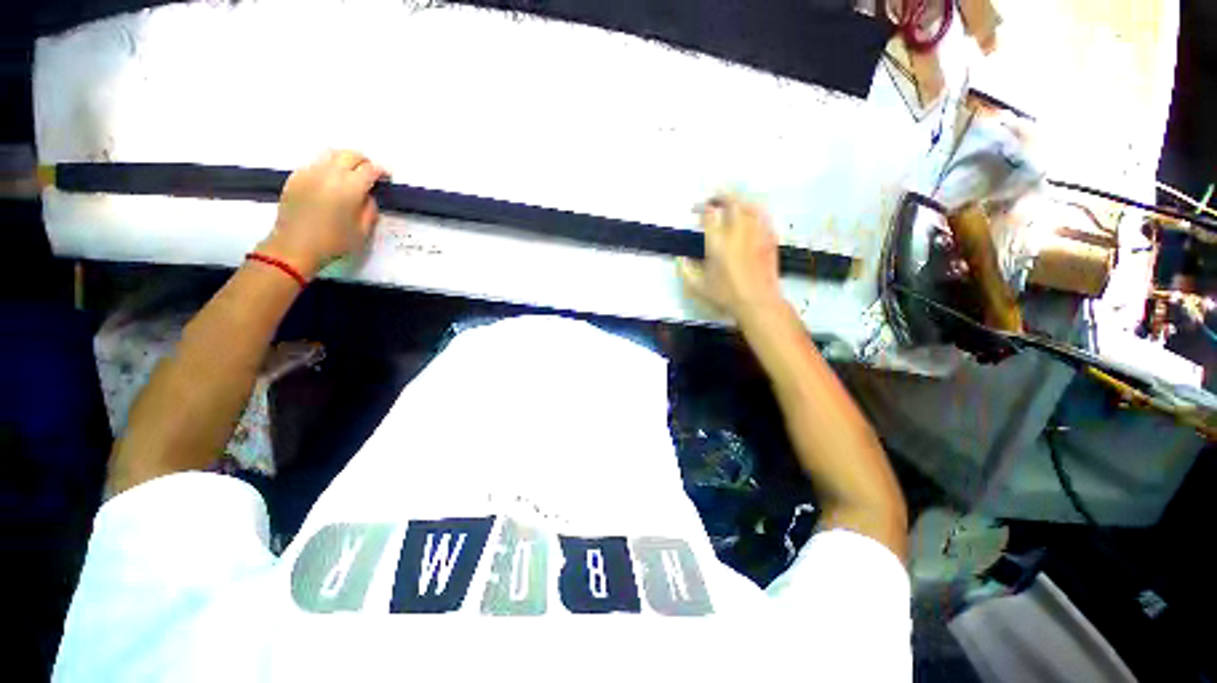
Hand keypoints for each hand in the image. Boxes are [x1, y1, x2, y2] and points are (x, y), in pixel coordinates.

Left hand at [258, 150, 386, 277]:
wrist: (294, 246)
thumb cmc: (333, 242)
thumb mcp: (363, 231)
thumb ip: (370, 209)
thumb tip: (368, 195)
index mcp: (349, 188)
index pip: (370, 170)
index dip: (381, 171)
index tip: (386, 177)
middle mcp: (329, 174)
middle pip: (350, 155)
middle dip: (363, 161)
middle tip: (370, 173)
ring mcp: (310, 172)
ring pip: (331, 154)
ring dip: (345, 160)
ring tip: (350, 173)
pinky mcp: (296, 176)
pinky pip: (316, 163)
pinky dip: (327, 167)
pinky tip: (330, 181)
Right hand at [678, 193, 784, 321]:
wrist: (758, 303)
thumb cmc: (726, 296)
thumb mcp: (698, 287)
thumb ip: (686, 271)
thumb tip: (682, 259)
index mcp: (717, 244)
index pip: (709, 215)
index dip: (701, 208)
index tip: (697, 210)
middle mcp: (737, 233)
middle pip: (732, 203)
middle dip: (721, 196)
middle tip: (714, 199)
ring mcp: (756, 234)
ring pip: (750, 206)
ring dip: (739, 201)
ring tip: (732, 203)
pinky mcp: (769, 239)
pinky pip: (764, 217)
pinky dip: (755, 211)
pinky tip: (752, 214)